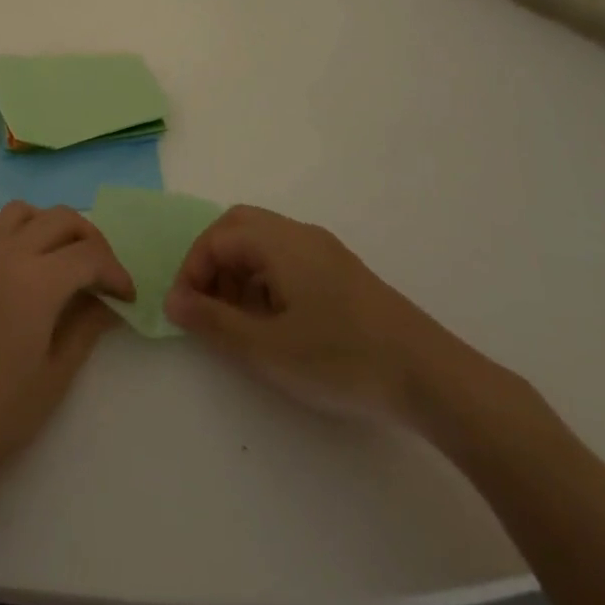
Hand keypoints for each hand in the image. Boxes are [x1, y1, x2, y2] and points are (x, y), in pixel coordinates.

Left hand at [0, 202, 134, 495]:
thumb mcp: (55, 375)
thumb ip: (86, 326)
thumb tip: (107, 301)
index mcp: (36, 281)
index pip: (89, 255)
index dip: (116, 271)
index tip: (128, 297)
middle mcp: (8, 253)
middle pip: (62, 219)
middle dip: (93, 241)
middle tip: (105, 276)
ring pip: (28, 212)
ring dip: (56, 226)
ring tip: (69, 263)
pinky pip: (1, 226)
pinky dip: (26, 231)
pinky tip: (33, 268)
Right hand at [164, 205, 489, 428]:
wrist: (431, 377)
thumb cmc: (341, 358)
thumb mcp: (267, 348)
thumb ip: (214, 321)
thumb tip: (172, 300)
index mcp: (278, 240)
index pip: (217, 237)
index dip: (192, 270)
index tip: (186, 313)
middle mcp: (299, 234)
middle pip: (239, 227)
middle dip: (213, 262)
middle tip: (206, 305)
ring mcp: (324, 251)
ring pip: (264, 243)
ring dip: (239, 272)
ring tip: (238, 321)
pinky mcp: (343, 273)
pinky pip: (288, 259)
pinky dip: (266, 280)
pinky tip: (276, 323)